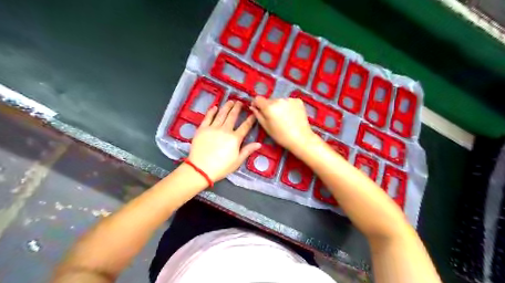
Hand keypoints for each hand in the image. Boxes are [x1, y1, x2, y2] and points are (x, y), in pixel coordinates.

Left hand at [187, 101, 261, 181]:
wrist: (201, 169)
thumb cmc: (221, 167)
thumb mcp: (237, 161)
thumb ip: (248, 150)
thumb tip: (259, 144)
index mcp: (235, 138)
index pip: (245, 126)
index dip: (250, 119)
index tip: (253, 114)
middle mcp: (225, 130)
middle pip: (232, 116)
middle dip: (237, 108)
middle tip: (240, 102)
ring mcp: (213, 128)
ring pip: (221, 114)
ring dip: (226, 107)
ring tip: (230, 101)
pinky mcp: (202, 128)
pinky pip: (208, 117)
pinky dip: (211, 111)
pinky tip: (215, 107)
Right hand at [251, 96, 315, 151]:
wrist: (301, 138)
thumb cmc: (281, 136)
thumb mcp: (266, 127)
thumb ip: (258, 115)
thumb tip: (252, 107)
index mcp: (269, 107)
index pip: (258, 99)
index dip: (256, 104)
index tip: (258, 109)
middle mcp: (279, 100)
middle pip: (269, 100)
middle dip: (268, 107)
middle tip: (273, 117)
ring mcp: (289, 99)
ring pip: (279, 101)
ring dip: (278, 106)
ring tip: (283, 117)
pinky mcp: (298, 100)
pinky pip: (288, 101)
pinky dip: (288, 106)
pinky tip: (291, 115)